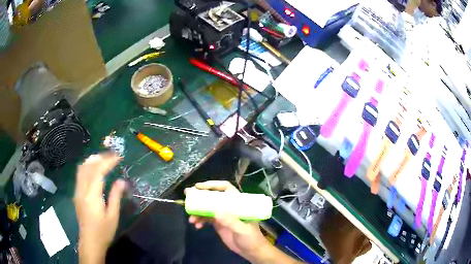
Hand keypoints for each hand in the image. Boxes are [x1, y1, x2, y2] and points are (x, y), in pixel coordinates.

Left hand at [74, 153, 125, 263]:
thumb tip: (121, 181)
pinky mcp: (76, 194)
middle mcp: (82, 190)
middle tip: (112, 155)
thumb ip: (115, 197)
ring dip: (92, 160)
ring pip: (82, 168)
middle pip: (88, 166)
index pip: (98, 172)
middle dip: (100, 158)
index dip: (108, 162)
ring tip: (103, 158)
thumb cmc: (103, 231)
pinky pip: (80, 174)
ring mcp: (77, 191)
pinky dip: (87, 166)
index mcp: (92, 196)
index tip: (118, 157)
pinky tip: (94, 168)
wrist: (90, 241)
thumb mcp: (113, 216)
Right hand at [186, 181, 271, 261]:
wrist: (251, 251)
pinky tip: (197, 226)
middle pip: (213, 197)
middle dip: (200, 196)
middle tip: (187, 195)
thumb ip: (231, 221)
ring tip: (191, 219)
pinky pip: (206, 218)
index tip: (199, 186)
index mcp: (238, 204)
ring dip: (198, 211)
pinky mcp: (218, 223)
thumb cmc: (251, 238)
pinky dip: (200, 220)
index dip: (213, 185)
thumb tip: (216, 212)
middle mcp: (229, 207)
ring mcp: (223, 215)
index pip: (226, 188)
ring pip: (207, 208)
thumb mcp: (242, 230)